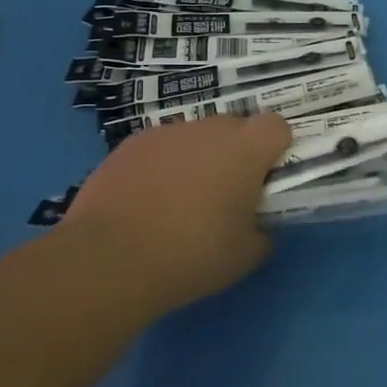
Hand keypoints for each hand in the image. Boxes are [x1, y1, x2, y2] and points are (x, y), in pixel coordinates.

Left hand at [58, 113, 293, 315]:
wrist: (110, 260)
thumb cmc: (192, 255)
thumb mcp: (246, 256)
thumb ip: (263, 232)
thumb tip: (258, 227)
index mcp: (246, 150)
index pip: (277, 126)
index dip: (276, 148)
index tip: (267, 177)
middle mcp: (208, 130)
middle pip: (235, 127)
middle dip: (236, 152)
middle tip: (226, 193)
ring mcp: (165, 134)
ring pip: (194, 137)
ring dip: (197, 158)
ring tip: (180, 200)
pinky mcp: (128, 146)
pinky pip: (159, 149)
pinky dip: (161, 166)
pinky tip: (147, 202)